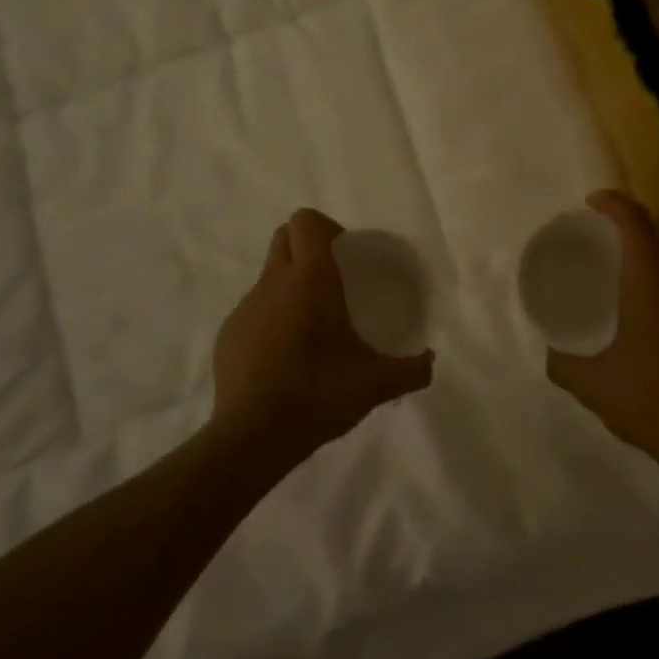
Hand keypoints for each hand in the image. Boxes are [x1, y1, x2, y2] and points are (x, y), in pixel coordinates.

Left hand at [211, 208, 433, 466]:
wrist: (253, 436)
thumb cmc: (319, 392)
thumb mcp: (376, 383)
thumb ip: (411, 370)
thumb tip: (431, 362)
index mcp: (310, 278)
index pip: (306, 221)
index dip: (325, 227)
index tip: (345, 254)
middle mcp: (273, 282)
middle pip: (283, 237)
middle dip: (305, 246)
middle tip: (332, 279)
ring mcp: (245, 308)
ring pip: (268, 276)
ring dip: (288, 285)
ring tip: (311, 325)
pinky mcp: (228, 335)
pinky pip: (253, 311)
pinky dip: (270, 319)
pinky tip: (286, 357)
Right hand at [546, 192, 658, 477]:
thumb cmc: (649, 402)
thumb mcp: (590, 384)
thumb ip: (562, 362)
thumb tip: (552, 350)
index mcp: (651, 286)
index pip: (635, 223)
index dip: (614, 203)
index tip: (594, 203)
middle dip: (642, 224)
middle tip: (615, 241)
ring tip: (637, 291)